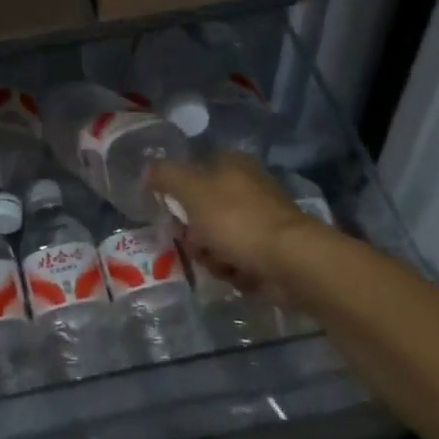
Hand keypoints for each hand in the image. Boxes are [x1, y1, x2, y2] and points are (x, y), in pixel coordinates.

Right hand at [148, 151, 322, 299]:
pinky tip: (238, 275)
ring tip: (220, 264)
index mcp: (231, 163)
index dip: (178, 194)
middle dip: (194, 233)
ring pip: (218, 238)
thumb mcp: (190, 190)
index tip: (171, 215)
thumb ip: (165, 176)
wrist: (290, 261)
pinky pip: (239, 258)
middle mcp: (248, 186)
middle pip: (203, 210)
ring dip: (212, 255)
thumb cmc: (236, 220)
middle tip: (194, 244)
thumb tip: (148, 171)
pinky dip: (234, 269)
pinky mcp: (272, 249)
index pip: (194, 171)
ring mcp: (262, 219)